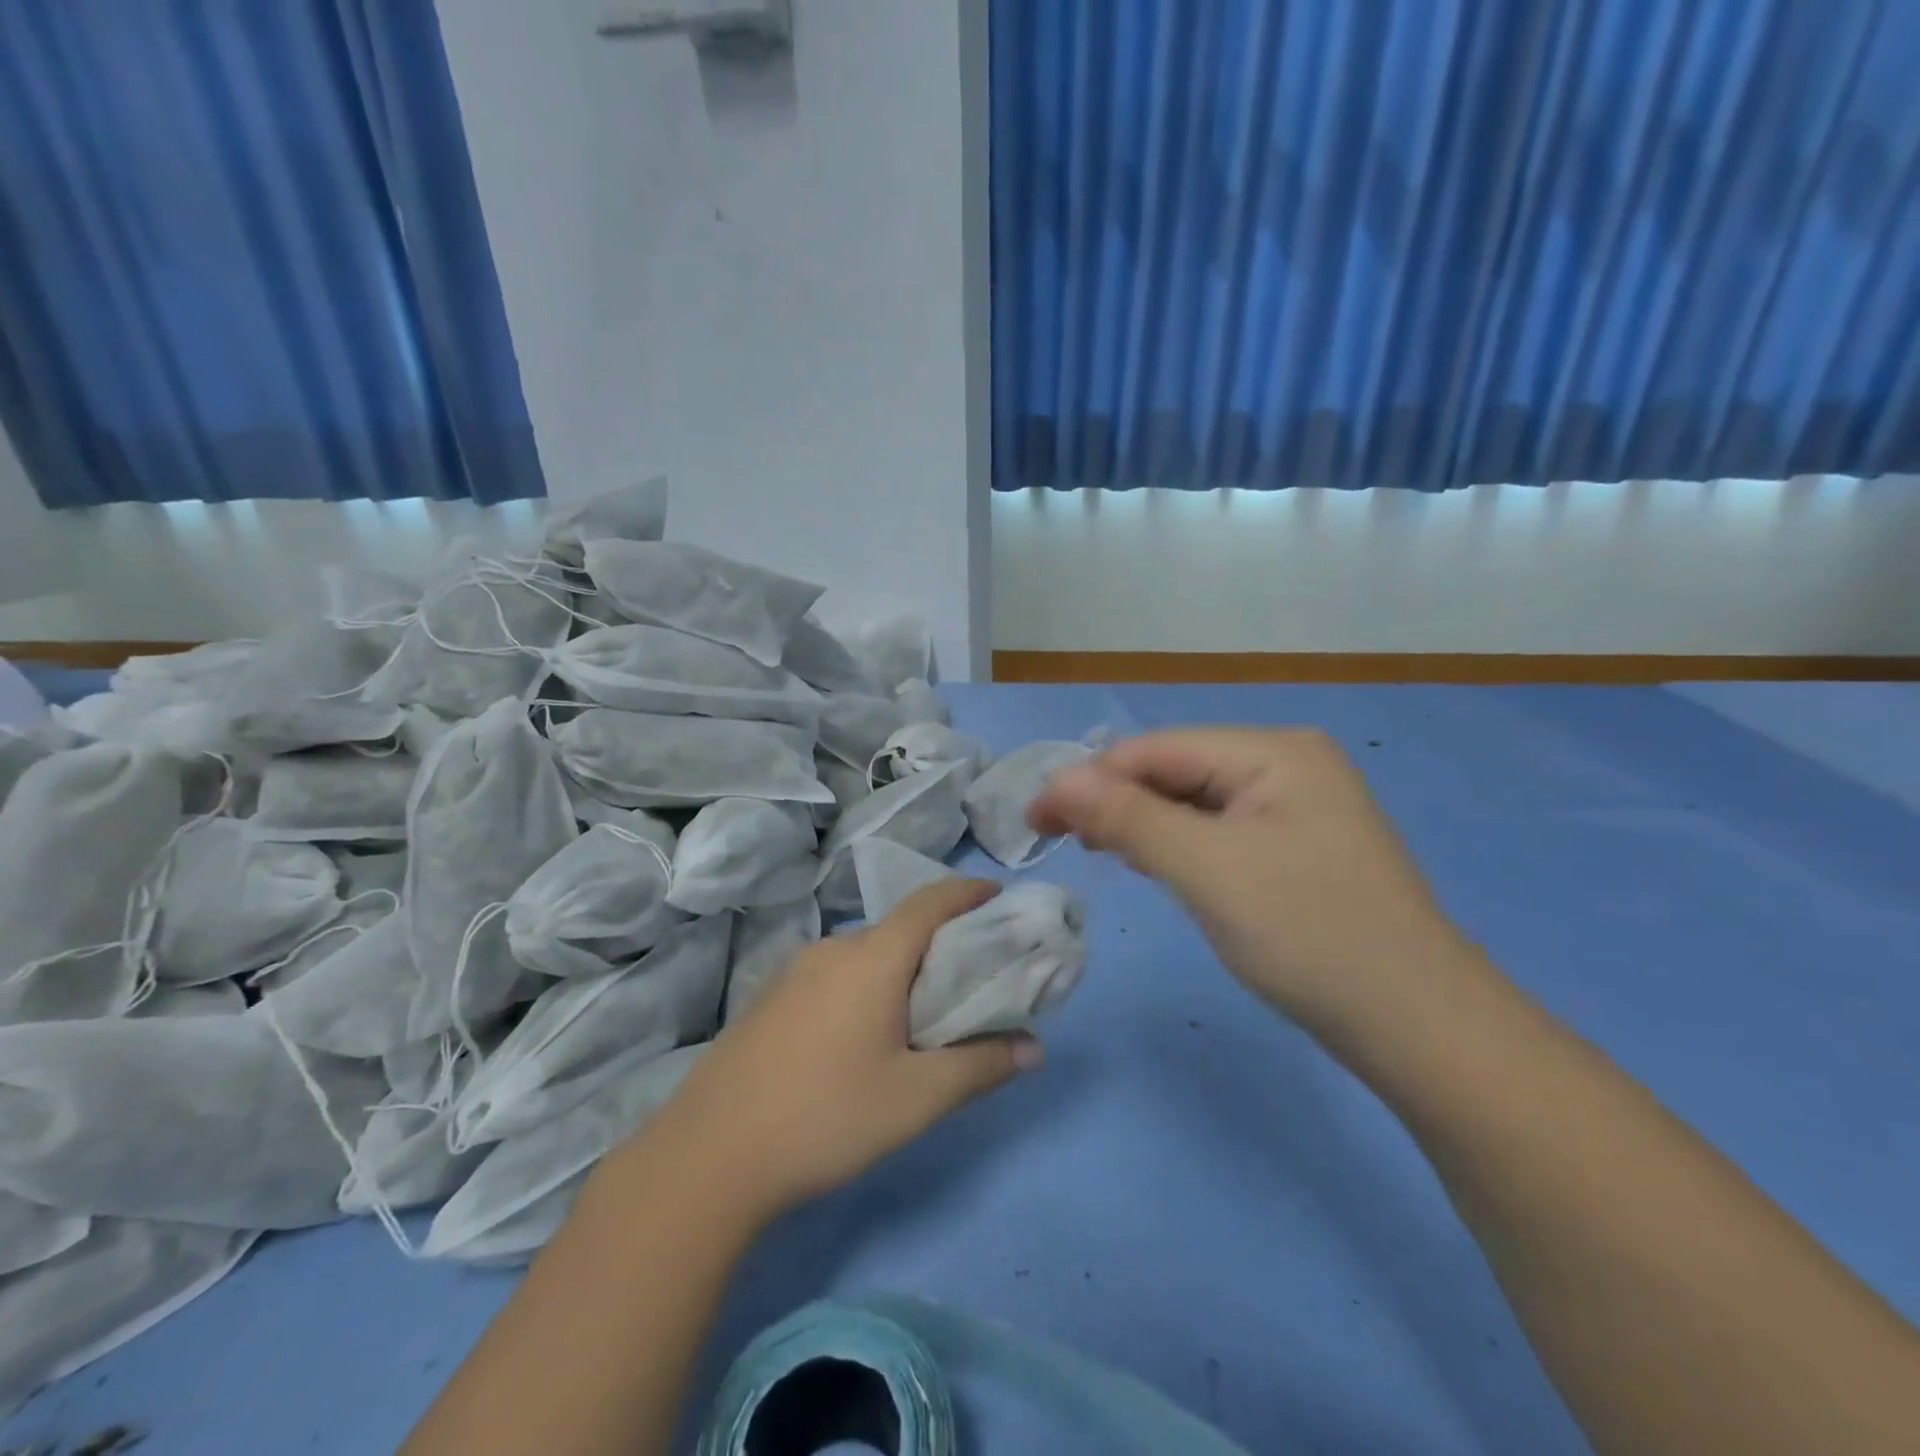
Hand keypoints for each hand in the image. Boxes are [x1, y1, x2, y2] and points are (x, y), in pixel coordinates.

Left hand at [634, 879, 1040, 1221]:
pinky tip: (868, 1032)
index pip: (930, 902)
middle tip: (976, 973)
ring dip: (902, 966)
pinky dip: (869, 983)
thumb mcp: (915, 1098)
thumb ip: (980, 1066)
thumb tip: (1034, 1047)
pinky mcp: (771, 999)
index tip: (1001, 898)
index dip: (969, 892)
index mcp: (871, 958)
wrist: (708, 1156)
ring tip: (927, 1008)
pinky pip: (836, 974)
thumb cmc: (825, 1116)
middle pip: (900, 928)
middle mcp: (833, 949)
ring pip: (866, 953)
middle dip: (942, 940)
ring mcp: (794, 972)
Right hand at [1029, 727, 1476, 1040]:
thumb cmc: (1310, 936)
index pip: (1154, 749)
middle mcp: (1286, 763)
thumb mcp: (1208, 870)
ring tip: (1101, 852)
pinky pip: (1217, 831)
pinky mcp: (1295, 847)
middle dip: (1115, 801)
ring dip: (1141, 823)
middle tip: (1063, 843)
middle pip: (1173, 770)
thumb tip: (1057, 782)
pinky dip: (1177, 845)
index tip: (1035, 822)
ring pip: (1192, 802)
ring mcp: (1295, 806)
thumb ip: (1128, 818)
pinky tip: (1154, 864)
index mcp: (1272, 751)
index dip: (1089, 780)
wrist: (1419, 1027)